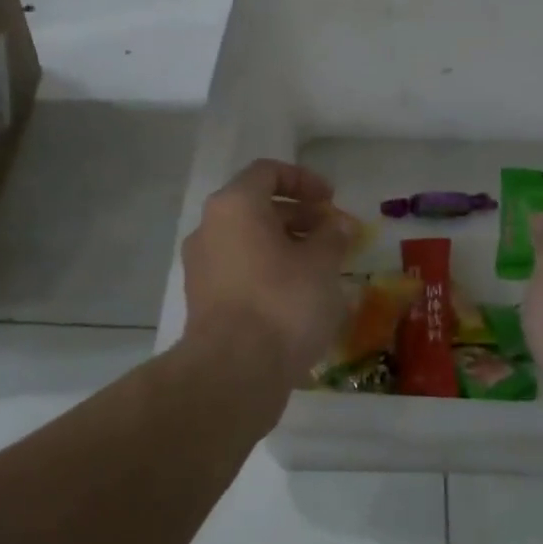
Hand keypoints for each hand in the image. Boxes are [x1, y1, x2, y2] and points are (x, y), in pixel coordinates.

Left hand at [181, 159, 355, 382]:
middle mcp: (210, 228)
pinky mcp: (204, 300)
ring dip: (287, 246)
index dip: (304, 180)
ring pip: (250, 242)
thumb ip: (333, 236)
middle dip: (300, 217)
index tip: (332, 200)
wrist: (234, 371)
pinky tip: (299, 295)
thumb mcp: (322, 264)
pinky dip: (270, 271)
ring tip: (323, 267)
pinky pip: (241, 270)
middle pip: (258, 207)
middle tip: (334, 235)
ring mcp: (202, 266)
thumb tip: (340, 224)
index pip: (268, 173)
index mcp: (235, 206)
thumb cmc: (283, 302)